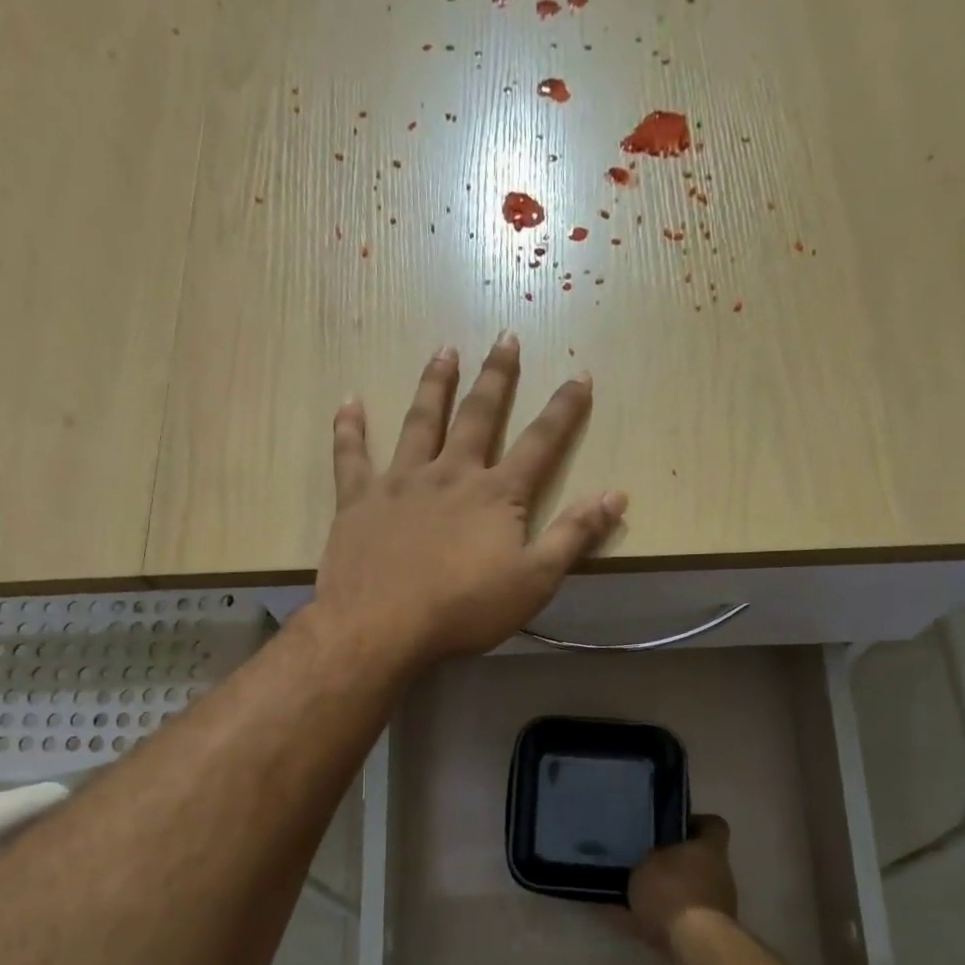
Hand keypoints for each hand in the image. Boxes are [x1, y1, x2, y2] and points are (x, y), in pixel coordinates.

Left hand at [313, 334, 627, 667]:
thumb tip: (615, 495)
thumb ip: (573, 535)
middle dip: (496, 377)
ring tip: (443, 350)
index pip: (539, 443)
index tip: (580, 376)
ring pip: (420, 421)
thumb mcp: (534, 581)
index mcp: (495, 494)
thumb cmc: (464, 609)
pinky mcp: (358, 500)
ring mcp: (400, 482)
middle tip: (505, 338)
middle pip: (477, 416)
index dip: (563, 410)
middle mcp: (449, 473)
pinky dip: (350, 428)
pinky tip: (349, 401)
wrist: (382, 626)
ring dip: (434, 384)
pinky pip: (352, 455)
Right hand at [626, 815, 737, 953]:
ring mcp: (714, 906)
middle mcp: (718, 875)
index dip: (694, 822)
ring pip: (684, 891)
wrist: (692, 945)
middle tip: (640, 859)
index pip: (713, 825)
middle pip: (697, 861)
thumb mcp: (648, 862)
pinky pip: (670, 919)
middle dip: (672, 862)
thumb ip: (648, 857)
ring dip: (662, 892)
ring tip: (626, 891)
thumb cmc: (672, 890)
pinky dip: (648, 918)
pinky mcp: (702, 934)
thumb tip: (646, 856)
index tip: (670, 826)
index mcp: (710, 849)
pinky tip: (619, 916)